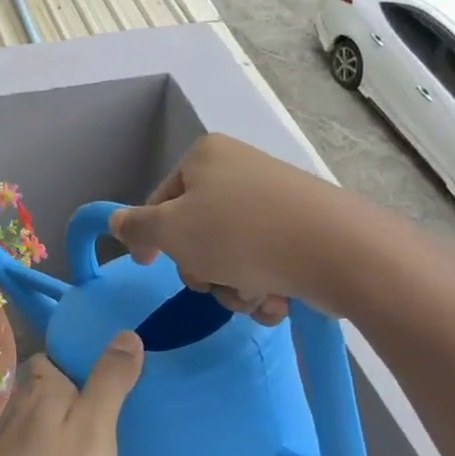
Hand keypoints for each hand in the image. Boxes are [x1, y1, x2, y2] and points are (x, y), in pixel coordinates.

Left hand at [0, 335, 143, 455]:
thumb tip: (126, 333)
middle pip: (52, 388)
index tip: (116, 365)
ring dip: (70, 424)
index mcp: (43, 389)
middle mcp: (22, 408)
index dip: (81, 355)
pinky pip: (41, 451)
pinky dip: (59, 454)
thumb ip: (109, 382)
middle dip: (80, 391)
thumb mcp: (93, 429)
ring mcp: (11, 444)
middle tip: (122, 405)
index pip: (56, 355)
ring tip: (107, 438)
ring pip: (46, 420)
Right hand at [108, 133, 378, 322]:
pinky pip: (266, 261)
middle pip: (196, 230)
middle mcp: (240, 170)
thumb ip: (136, 227)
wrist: (340, 252)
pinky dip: (265, 285)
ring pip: (231, 254)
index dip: (152, 237)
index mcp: (206, 157)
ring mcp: (275, 200)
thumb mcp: (171, 231)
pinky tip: (278, 298)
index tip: (149, 265)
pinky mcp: (304, 230)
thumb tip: (115, 221)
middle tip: (214, 280)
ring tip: (255, 292)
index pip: (160, 200)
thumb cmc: (240, 234)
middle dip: (203, 267)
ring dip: (234, 284)